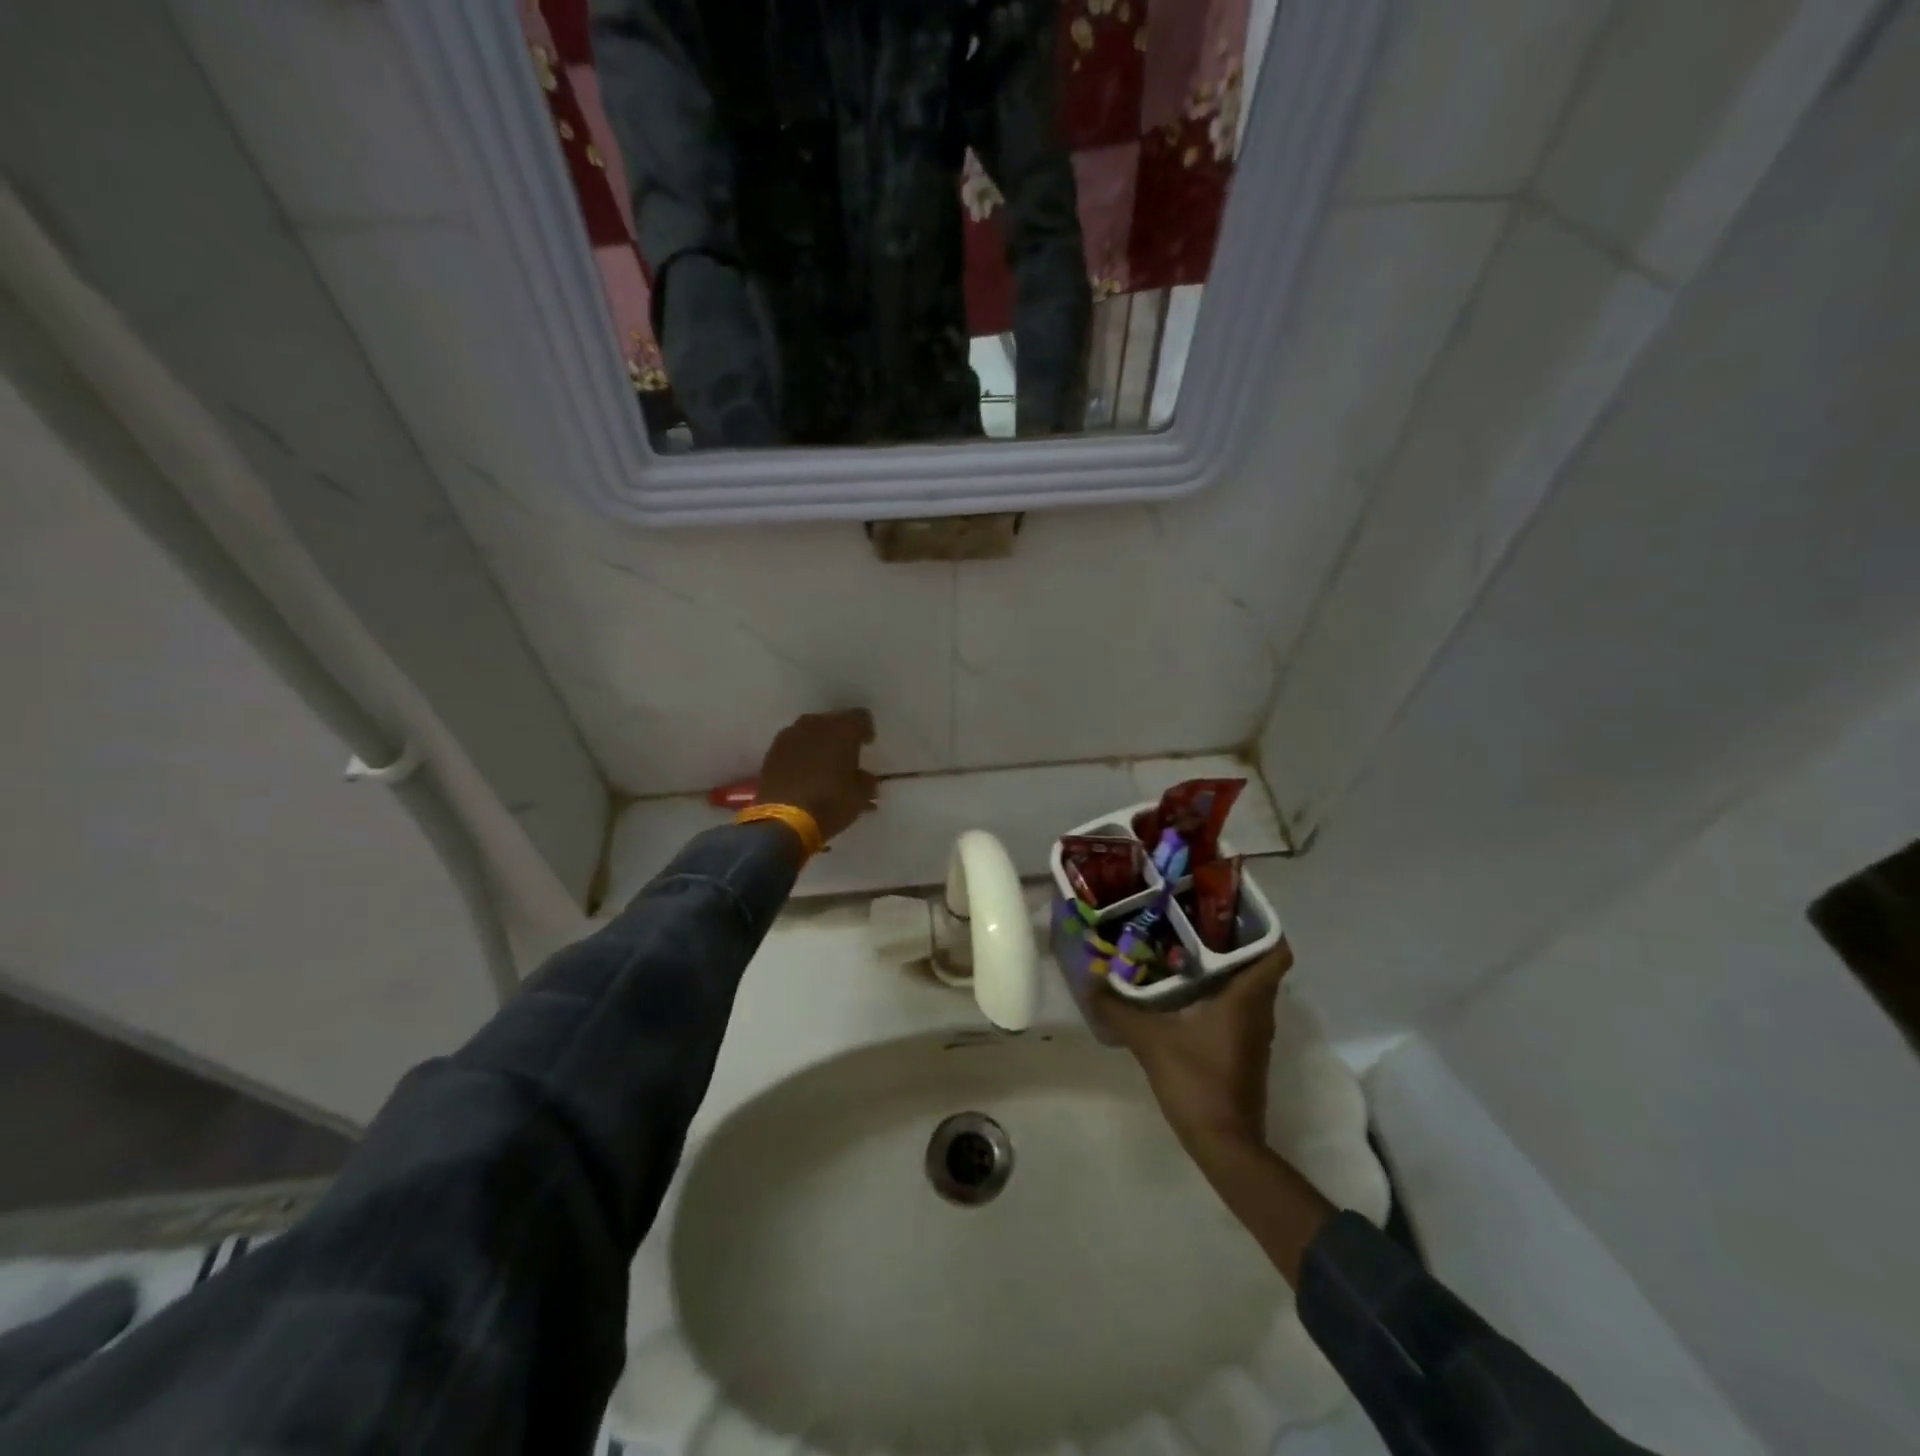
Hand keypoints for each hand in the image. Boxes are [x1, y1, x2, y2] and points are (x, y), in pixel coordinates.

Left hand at [754, 709, 879, 843]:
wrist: (782, 821)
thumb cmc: (829, 804)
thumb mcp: (860, 797)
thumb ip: (867, 781)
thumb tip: (864, 778)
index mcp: (842, 730)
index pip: (861, 717)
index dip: (866, 730)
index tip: (866, 746)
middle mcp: (816, 724)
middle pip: (834, 721)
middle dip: (841, 735)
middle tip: (845, 755)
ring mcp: (790, 735)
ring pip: (811, 730)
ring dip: (819, 742)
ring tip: (823, 762)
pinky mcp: (772, 750)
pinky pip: (793, 743)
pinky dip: (801, 752)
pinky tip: (803, 770)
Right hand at [1094, 942, 1293, 1159]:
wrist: (1225, 1144)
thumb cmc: (1196, 1081)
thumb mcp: (1150, 1041)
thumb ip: (1118, 1009)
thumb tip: (1091, 981)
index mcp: (1246, 999)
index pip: (1276, 952)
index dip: (1263, 926)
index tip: (1232, 909)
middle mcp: (1259, 1012)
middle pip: (1258, 965)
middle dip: (1232, 941)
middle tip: (1194, 922)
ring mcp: (1254, 1035)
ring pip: (1248, 989)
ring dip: (1225, 969)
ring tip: (1184, 950)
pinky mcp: (1245, 1053)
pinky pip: (1239, 1010)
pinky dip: (1219, 995)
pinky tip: (1185, 994)